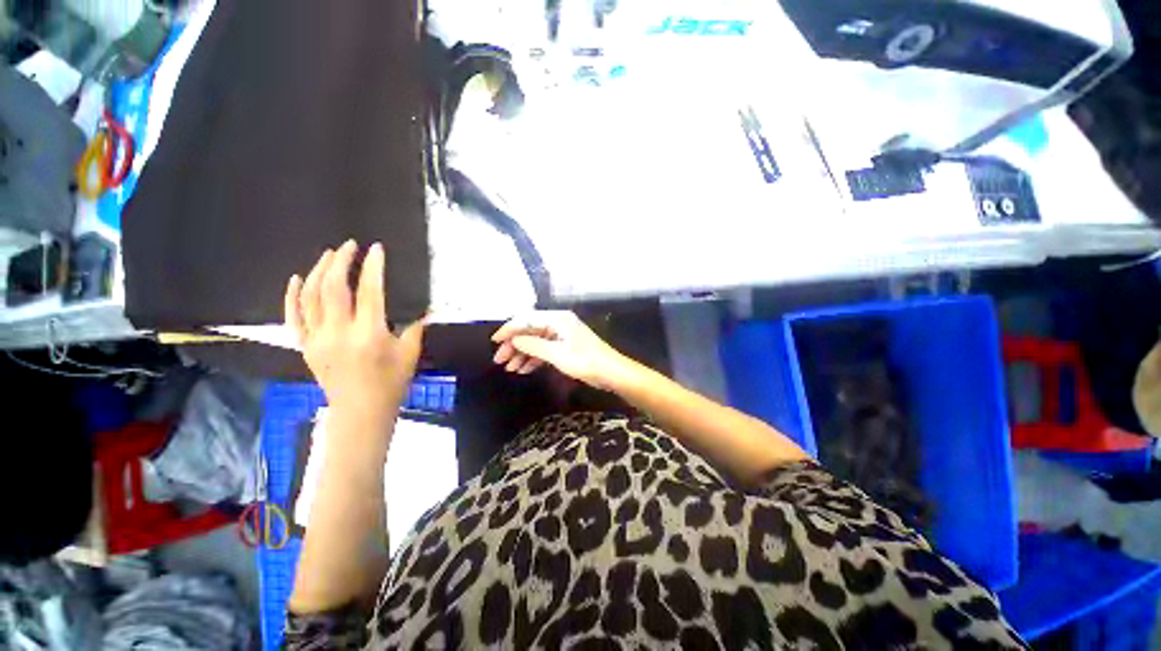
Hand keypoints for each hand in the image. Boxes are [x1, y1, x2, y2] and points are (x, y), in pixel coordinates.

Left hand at [285, 240, 425, 414]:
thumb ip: (415, 327)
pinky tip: (297, 278)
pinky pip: (293, 316)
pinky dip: (292, 295)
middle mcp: (339, 333)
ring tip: (329, 255)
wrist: (361, 410)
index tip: (376, 249)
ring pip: (310, 296)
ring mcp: (317, 339)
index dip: (373, 267)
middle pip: (333, 287)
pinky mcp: (305, 346)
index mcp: (370, 334)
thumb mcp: (410, 353)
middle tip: (350, 245)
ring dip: (318, 271)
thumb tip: (425, 309)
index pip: (370, 291)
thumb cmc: (391, 382)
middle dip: (341, 261)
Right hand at [491, 311, 636, 390]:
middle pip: (529, 330)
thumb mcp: (557, 354)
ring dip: (522, 353)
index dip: (509, 329)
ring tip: (510, 368)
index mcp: (557, 319)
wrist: (611, 373)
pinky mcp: (565, 346)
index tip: (494, 342)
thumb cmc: (585, 361)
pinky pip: (544, 349)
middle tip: (499, 360)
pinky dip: (533, 358)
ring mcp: (561, 335)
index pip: (527, 319)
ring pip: (535, 341)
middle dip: (514, 344)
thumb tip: (513, 339)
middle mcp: (558, 323)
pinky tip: (524, 369)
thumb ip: (533, 345)